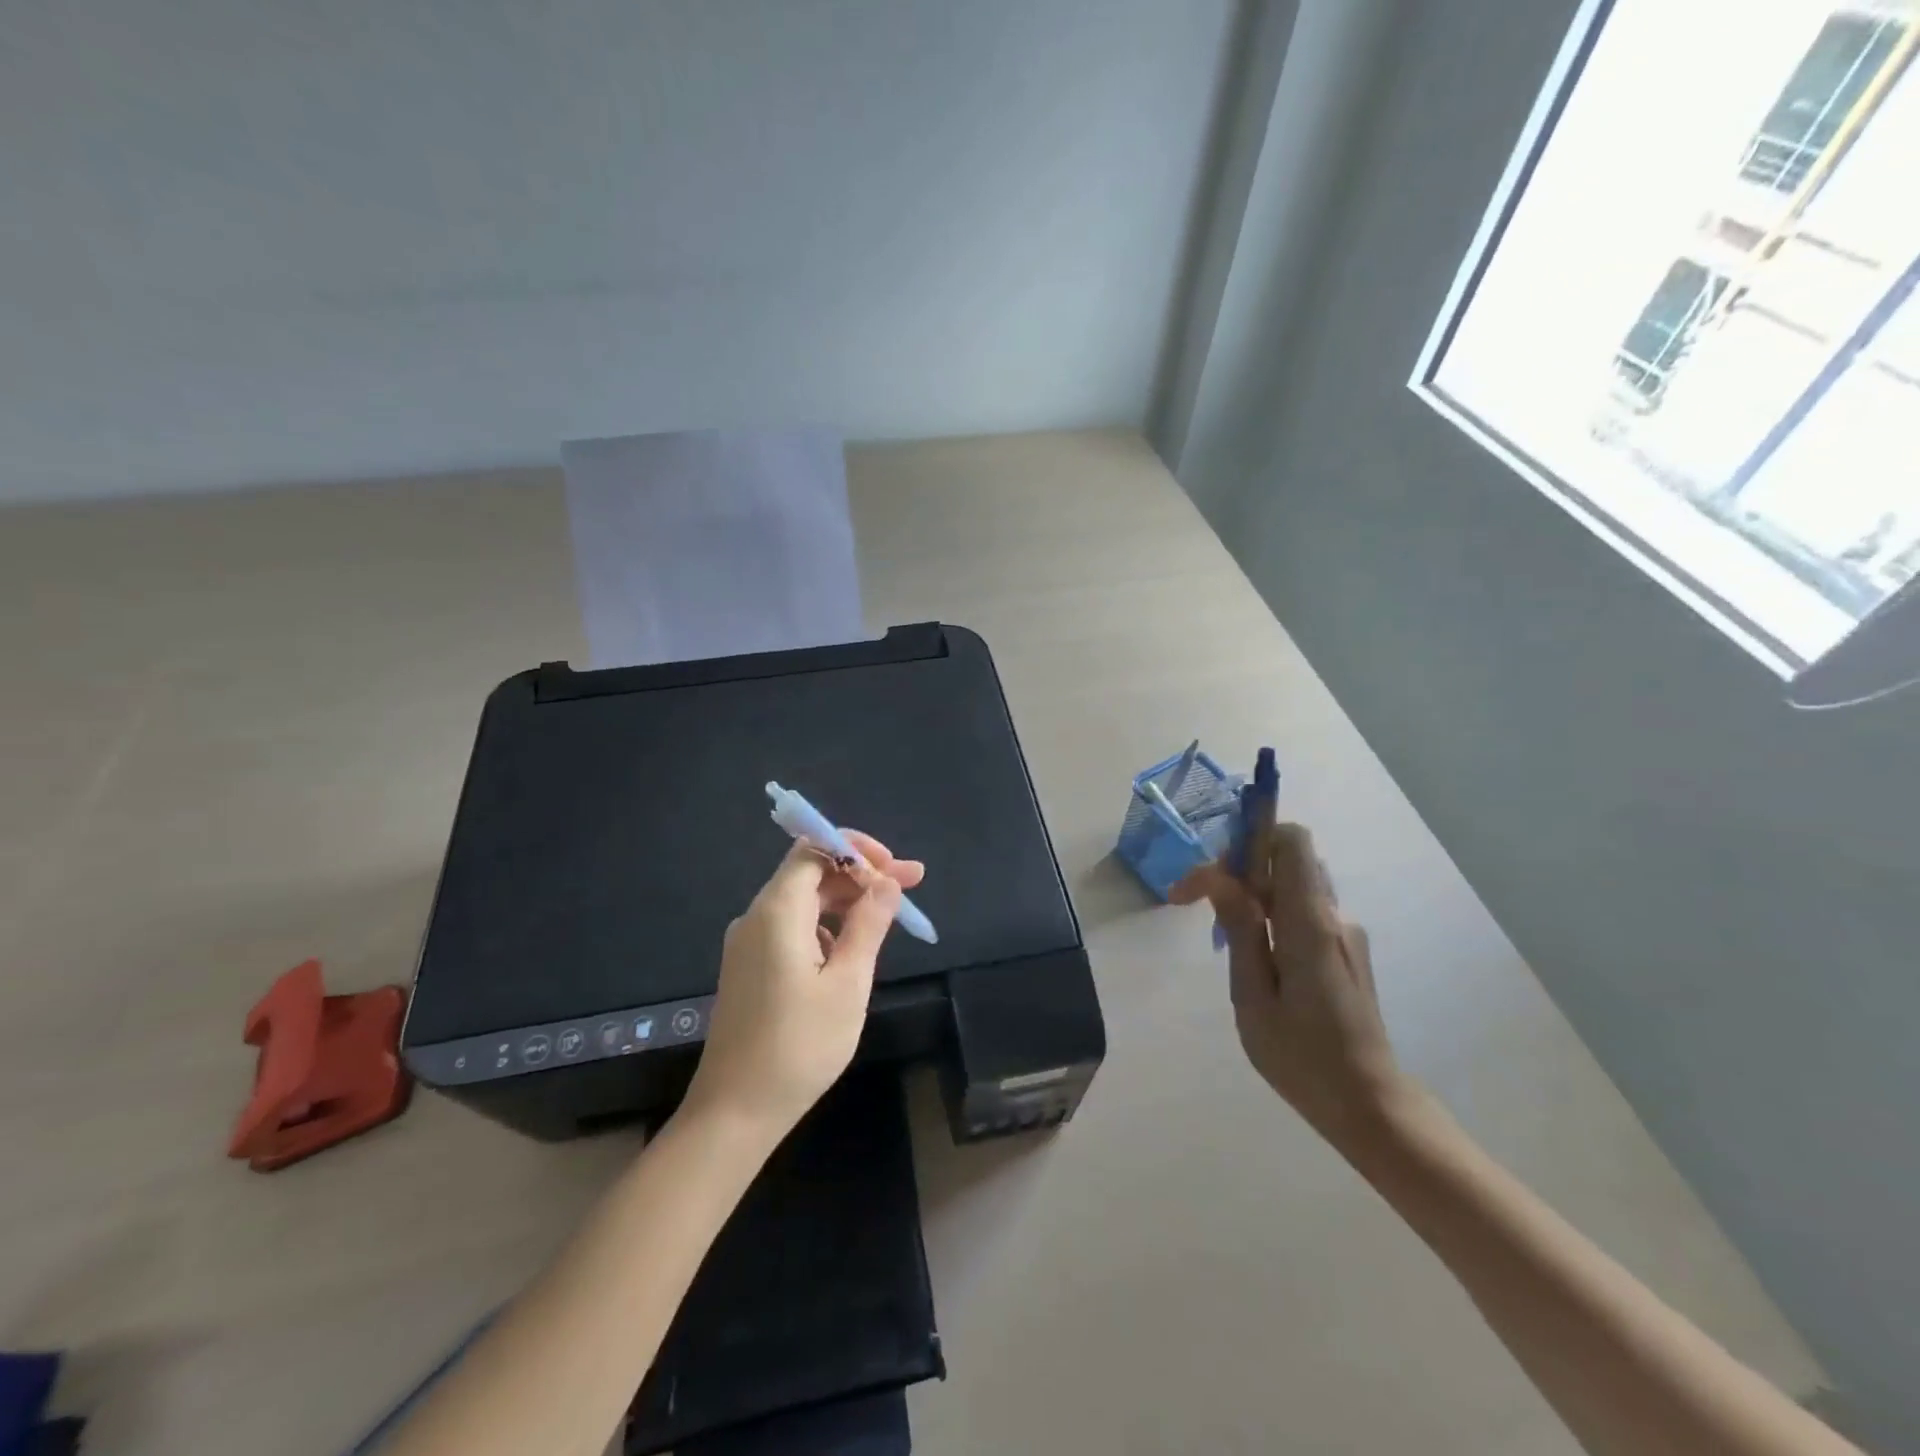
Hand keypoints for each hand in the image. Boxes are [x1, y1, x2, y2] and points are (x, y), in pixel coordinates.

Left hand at [681, 832, 923, 1140]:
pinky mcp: (749, 967)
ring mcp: (749, 943)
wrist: (734, 1112)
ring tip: (888, 918)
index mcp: (777, 912)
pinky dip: (826, 926)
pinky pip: (792, 927)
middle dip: (861, 874)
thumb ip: (869, 925)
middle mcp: (757, 917)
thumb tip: (887, 882)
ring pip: (803, 901)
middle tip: (910, 887)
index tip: (896, 868)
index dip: (857, 850)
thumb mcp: (848, 984)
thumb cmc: (799, 1046)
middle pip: (811, 873)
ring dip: (846, 901)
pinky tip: (850, 951)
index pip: (814, 849)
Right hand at [1171, 823, 1402, 1142]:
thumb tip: (1222, 878)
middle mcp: (1334, 918)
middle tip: (1199, 904)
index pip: (1290, 841)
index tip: (1210, 878)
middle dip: (1238, 870)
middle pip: (1287, 861)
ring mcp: (1346, 935)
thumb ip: (1240, 931)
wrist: (1370, 1106)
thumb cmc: (1302, 1057)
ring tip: (1221, 934)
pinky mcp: (1347, 952)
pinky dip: (1271, 916)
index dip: (1247, 840)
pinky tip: (1254, 957)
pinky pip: (1303, 912)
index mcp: (1311, 925)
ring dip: (1252, 894)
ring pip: (1293, 887)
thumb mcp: (1252, 998)